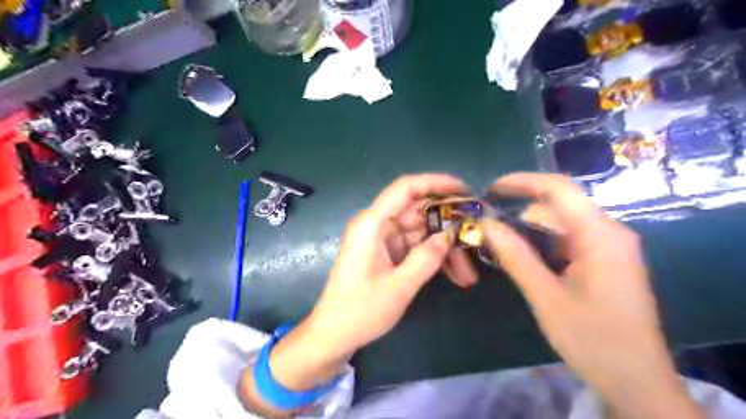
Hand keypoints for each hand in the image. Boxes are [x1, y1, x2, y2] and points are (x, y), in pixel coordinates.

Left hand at [307, 173, 471, 353]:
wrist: (334, 334)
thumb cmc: (361, 311)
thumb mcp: (400, 286)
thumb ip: (427, 257)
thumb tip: (450, 235)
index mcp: (372, 224)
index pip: (405, 188)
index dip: (435, 183)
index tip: (464, 190)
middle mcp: (376, 225)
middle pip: (418, 212)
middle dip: (447, 227)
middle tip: (475, 237)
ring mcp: (381, 239)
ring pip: (420, 232)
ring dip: (443, 249)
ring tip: (467, 273)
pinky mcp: (385, 252)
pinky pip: (414, 246)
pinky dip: (432, 257)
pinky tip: (454, 274)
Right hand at [478, 172, 705, 418]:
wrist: (637, 382)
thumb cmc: (593, 340)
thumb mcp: (547, 297)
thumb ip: (516, 256)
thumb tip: (486, 224)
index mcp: (601, 235)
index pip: (559, 189)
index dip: (522, 182)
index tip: (490, 189)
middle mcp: (608, 232)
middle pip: (556, 209)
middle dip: (520, 217)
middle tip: (488, 235)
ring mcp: (608, 247)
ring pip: (560, 225)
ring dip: (529, 233)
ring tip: (501, 251)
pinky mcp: (603, 261)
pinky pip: (567, 241)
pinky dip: (542, 246)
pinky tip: (526, 262)